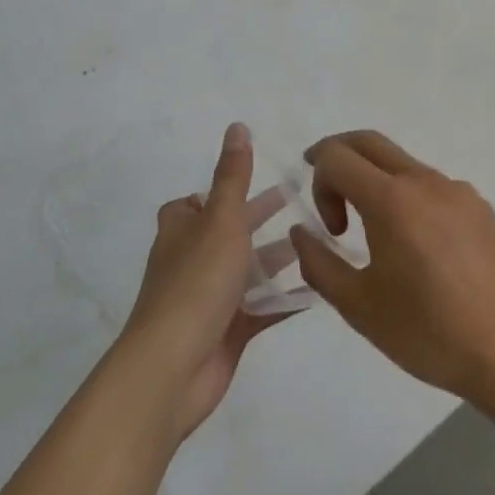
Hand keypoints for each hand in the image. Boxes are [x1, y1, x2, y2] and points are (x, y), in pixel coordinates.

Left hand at [122, 123, 291, 440]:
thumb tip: (237, 126)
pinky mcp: (228, 330)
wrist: (172, 368)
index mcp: (182, 230)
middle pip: (231, 232)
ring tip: (321, 240)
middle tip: (305, 202)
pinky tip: (320, 287)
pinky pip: (263, 307)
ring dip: (279, 256)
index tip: (259, 179)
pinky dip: (287, 297)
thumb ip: (233, 176)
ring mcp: (210, 298)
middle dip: (263, 218)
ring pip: (250, 270)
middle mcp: (193, 260)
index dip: (224, 191)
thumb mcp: (221, 219)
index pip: (198, 202)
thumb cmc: (196, 283)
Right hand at [287, 131, 494, 408]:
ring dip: (377, 182)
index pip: (338, 157)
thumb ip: (319, 263)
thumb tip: (301, 232)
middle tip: (326, 190)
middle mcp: (426, 182)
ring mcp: (459, 191)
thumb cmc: (428, 333)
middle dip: (339, 156)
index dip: (318, 180)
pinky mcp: (481, 207)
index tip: (330, 228)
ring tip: (376, 235)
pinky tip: (419, 248)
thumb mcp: (358, 306)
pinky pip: (434, 186)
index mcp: (392, 200)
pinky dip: (410, 197)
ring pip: (404, 164)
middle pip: (370, 142)